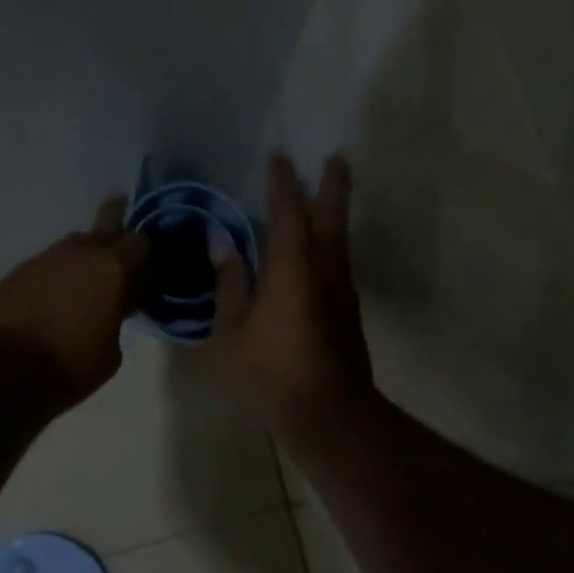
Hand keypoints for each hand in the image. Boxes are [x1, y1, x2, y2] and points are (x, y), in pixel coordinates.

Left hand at [0, 197, 148, 407]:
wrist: (2, 369)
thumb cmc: (70, 364)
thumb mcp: (112, 352)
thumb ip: (116, 320)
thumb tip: (107, 312)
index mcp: (112, 268)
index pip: (141, 242)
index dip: (145, 259)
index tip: (142, 281)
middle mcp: (79, 252)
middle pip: (107, 219)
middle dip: (118, 227)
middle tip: (120, 251)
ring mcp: (44, 258)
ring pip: (73, 245)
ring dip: (83, 260)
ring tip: (82, 291)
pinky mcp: (17, 272)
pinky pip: (47, 266)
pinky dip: (55, 279)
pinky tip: (51, 305)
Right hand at [211, 155, 373, 438]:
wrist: (327, 413)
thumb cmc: (271, 373)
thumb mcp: (231, 333)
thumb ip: (230, 285)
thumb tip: (224, 246)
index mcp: (292, 268)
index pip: (288, 212)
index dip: (283, 184)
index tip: (280, 159)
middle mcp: (324, 270)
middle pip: (331, 217)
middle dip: (332, 186)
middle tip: (337, 158)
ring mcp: (342, 292)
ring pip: (340, 241)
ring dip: (335, 214)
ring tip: (328, 197)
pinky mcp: (348, 313)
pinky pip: (338, 264)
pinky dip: (329, 246)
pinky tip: (318, 253)